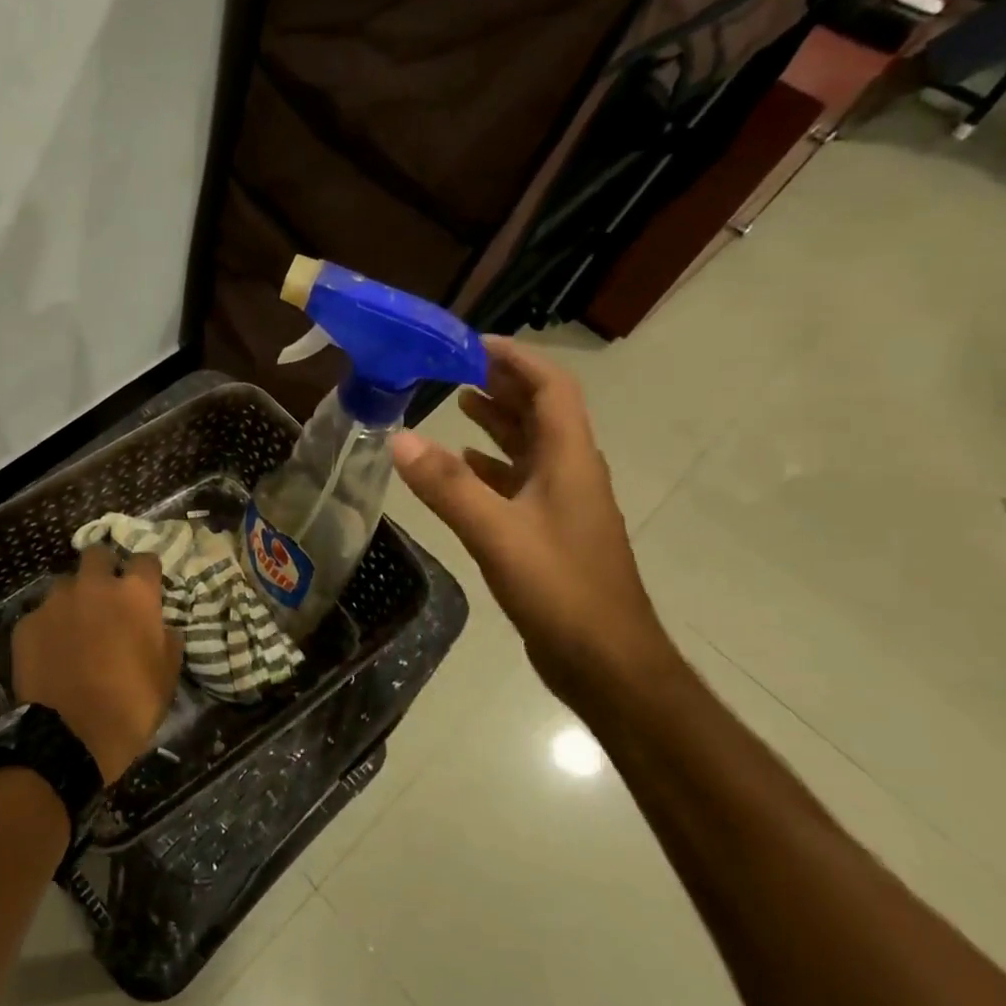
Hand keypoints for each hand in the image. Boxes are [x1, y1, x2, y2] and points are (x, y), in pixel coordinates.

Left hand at [11, 547, 182, 782]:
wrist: (70, 737)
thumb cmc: (131, 706)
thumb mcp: (167, 676)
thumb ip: (167, 640)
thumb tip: (163, 626)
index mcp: (134, 594)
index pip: (146, 559)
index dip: (146, 573)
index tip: (146, 588)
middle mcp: (94, 586)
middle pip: (98, 555)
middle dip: (103, 568)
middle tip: (106, 597)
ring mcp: (55, 602)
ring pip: (65, 584)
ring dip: (73, 598)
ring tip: (74, 626)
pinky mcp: (26, 623)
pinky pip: (40, 614)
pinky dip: (48, 627)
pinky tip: (51, 652)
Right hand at [390, 336, 674, 707]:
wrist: (607, 662)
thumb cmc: (560, 589)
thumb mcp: (496, 533)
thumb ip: (447, 486)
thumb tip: (399, 438)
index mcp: (569, 460)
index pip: (551, 388)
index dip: (517, 359)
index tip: (473, 342)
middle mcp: (570, 473)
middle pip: (541, 411)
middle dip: (502, 383)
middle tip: (454, 365)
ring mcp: (562, 504)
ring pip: (530, 446)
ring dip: (498, 420)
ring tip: (457, 400)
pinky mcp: (549, 533)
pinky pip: (519, 482)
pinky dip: (491, 465)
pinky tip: (462, 466)